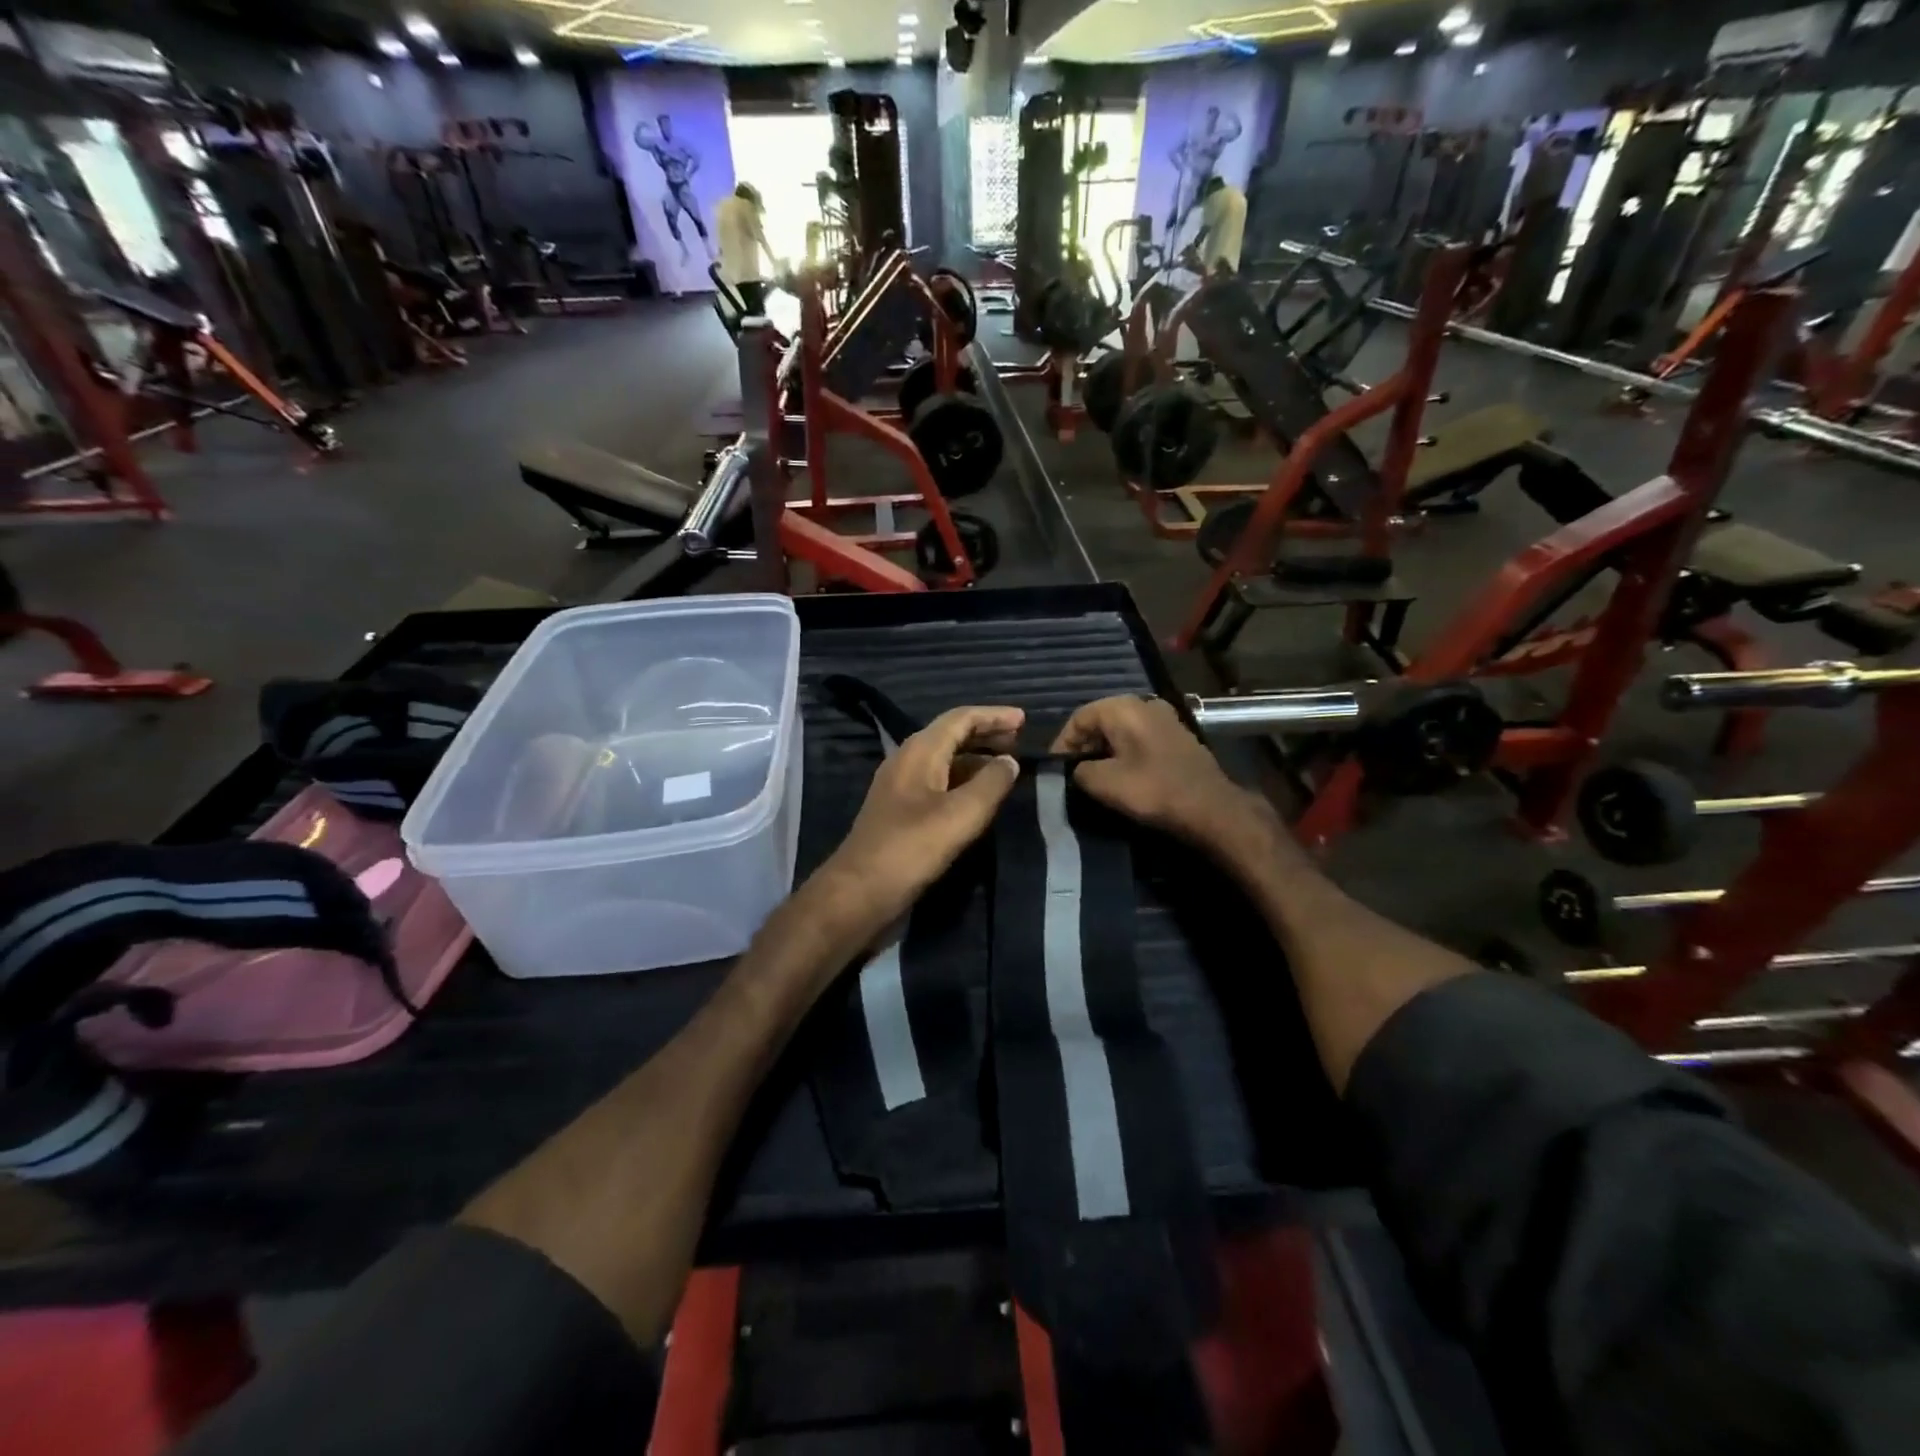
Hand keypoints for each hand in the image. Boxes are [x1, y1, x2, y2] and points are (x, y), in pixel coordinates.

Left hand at [810, 705, 1023, 944]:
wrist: (859, 892)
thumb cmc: (911, 848)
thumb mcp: (961, 814)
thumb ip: (991, 784)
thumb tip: (1010, 762)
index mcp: (919, 752)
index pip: (960, 719)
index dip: (993, 716)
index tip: (1024, 719)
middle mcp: (907, 762)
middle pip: (950, 735)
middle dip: (985, 734)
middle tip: (1019, 740)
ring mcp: (901, 788)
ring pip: (944, 761)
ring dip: (975, 759)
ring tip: (1007, 768)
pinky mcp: (901, 813)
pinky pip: (938, 783)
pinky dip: (963, 782)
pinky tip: (980, 798)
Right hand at [1053, 696, 1275, 857]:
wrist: (1211, 808)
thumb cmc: (1153, 790)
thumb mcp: (1104, 783)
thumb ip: (1080, 771)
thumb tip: (1078, 769)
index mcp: (1124, 708)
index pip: (1079, 717)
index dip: (1062, 742)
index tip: (1056, 768)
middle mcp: (1145, 704)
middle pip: (1101, 720)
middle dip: (1083, 745)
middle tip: (1073, 772)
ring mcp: (1165, 719)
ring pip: (1122, 730)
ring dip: (1105, 750)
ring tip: (1094, 776)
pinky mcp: (1178, 737)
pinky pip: (1140, 738)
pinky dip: (1125, 753)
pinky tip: (1122, 775)